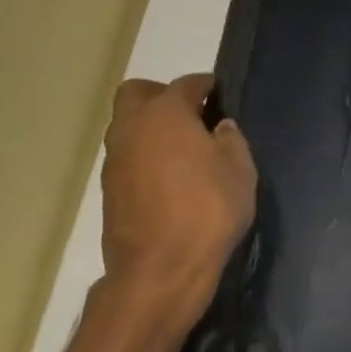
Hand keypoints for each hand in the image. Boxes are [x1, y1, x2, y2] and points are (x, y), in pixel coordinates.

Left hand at [98, 73, 256, 327]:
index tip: (219, 92)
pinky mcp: (110, 188)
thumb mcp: (240, 171)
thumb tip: (219, 127)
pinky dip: (147, 154)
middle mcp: (131, 128)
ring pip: (129, 125)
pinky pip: (129, 155)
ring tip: (187, 149)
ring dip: (153, 127)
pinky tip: (173, 176)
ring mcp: (115, 159)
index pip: (185, 85)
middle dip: (163, 95)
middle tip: (193, 113)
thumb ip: (231, 141)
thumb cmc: (209, 210)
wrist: (161, 266)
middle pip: (137, 93)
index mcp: (165, 115)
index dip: (205, 85)